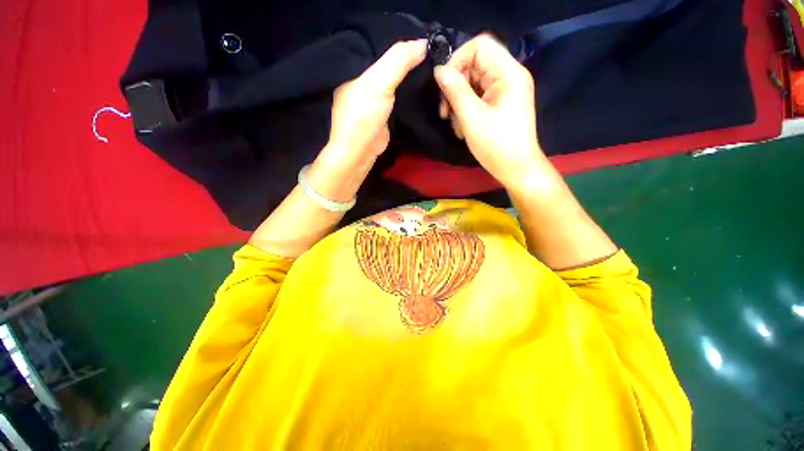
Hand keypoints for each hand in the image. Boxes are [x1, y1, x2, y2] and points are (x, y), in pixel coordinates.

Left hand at [309, 40, 426, 200]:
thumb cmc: (363, 116)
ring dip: (409, 76)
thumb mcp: (379, 83)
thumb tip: (424, 43)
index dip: (400, 42)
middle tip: (431, 51)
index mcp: (355, 70)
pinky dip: (407, 93)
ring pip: (394, 82)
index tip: (423, 37)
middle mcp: (364, 82)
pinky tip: (421, 87)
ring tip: (430, 65)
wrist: (360, 152)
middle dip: (407, 58)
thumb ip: (398, 61)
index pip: (380, 47)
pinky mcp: (383, 116)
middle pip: (388, 65)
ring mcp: (374, 101)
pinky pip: (397, 98)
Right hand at [434, 35, 548, 189]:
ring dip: (459, 102)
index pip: (479, 46)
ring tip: (456, 125)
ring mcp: (504, 92)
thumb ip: (455, 91)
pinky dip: (466, 110)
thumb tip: (439, 71)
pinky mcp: (499, 105)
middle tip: (445, 112)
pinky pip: (477, 98)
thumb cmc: (497, 145)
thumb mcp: (472, 118)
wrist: (516, 169)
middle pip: (475, 65)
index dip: (458, 59)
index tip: (444, 85)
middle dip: (456, 86)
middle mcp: (508, 77)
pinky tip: (463, 128)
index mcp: (508, 73)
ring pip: (473, 83)